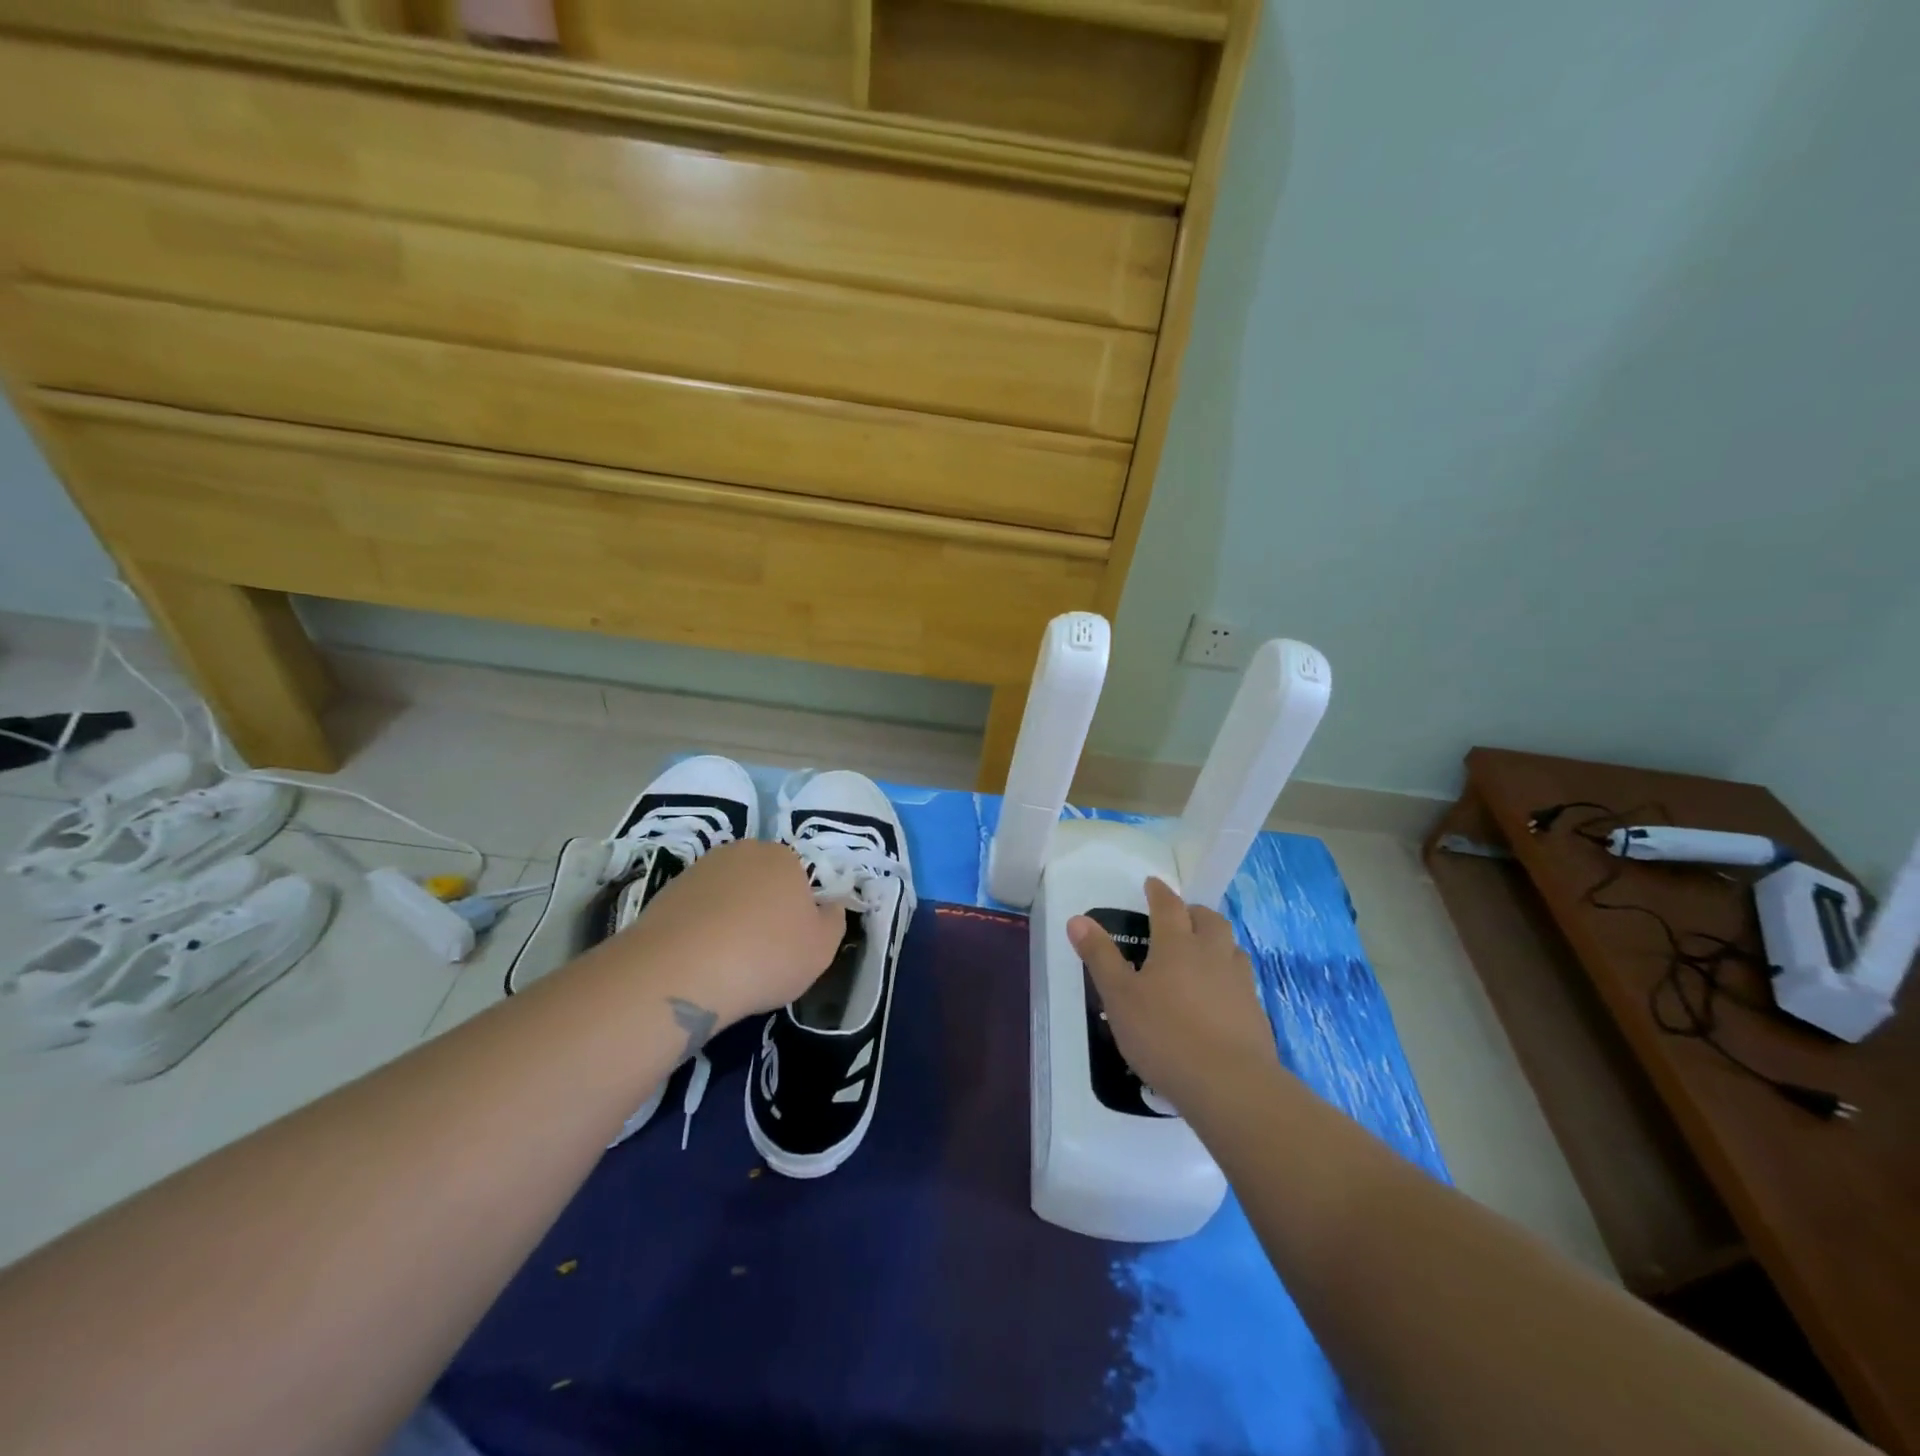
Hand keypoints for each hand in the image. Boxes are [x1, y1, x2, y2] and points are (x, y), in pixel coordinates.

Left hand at [604, 839, 846, 1030]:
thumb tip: (830, 906)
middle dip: (764, 908)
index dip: (799, 911)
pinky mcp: (665, 892)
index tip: (792, 943)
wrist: (681, 971)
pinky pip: (697, 910)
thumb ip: (834, 920)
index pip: (799, 878)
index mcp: (783, 857)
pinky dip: (701, 929)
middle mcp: (741, 852)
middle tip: (762, 951)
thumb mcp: (822, 948)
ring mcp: (699, 869)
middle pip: (761, 880)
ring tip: (728, 960)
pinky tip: (700, 960)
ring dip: (731, 918)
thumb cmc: (766, 956)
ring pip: (728, 894)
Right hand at [1068, 878, 1276, 1110]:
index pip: (1168, 906)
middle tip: (1181, 917)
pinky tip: (1219, 996)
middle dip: (1193, 912)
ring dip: (1217, 941)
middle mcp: (1212, 954)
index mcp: (1177, 944)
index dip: (1159, 892)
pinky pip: (1242, 981)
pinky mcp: (1255, 1013)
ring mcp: (1239, 983)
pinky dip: (1229, 977)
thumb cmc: (1164, 1034)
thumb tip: (1077, 919)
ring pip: (1232, 947)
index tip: (1152, 884)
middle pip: (1209, 920)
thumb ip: (1100, 956)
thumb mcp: (1119, 996)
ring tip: (1204, 952)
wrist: (1229, 1084)